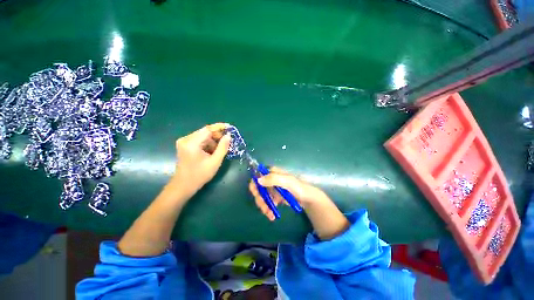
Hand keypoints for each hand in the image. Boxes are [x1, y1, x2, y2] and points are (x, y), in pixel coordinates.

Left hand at [172, 123, 230, 196]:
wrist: (183, 186)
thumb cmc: (200, 175)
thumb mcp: (215, 161)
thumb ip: (223, 147)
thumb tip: (228, 136)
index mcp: (192, 143)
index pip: (208, 129)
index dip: (219, 127)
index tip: (229, 127)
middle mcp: (186, 139)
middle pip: (205, 132)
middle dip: (217, 136)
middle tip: (227, 142)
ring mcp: (184, 142)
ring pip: (203, 136)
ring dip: (213, 141)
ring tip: (219, 150)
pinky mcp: (185, 145)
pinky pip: (199, 140)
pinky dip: (207, 144)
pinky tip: (212, 152)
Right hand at [249, 167, 330, 220]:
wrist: (307, 199)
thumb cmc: (298, 187)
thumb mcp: (287, 181)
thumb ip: (273, 179)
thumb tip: (258, 180)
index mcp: (272, 173)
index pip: (258, 176)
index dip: (255, 185)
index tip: (256, 194)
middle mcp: (270, 180)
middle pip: (258, 188)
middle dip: (260, 199)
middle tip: (264, 208)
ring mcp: (272, 189)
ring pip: (262, 197)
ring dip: (264, 206)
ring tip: (269, 214)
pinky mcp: (275, 197)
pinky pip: (267, 202)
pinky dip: (268, 209)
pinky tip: (271, 215)